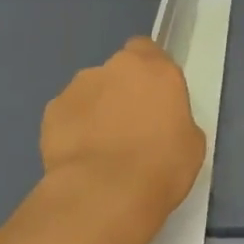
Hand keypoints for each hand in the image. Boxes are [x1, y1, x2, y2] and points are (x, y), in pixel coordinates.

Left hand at [40, 37, 205, 238]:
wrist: (105, 193)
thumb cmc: (161, 167)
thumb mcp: (191, 142)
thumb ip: (175, 118)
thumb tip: (162, 122)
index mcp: (155, 69)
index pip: (147, 50)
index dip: (148, 71)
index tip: (152, 96)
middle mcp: (115, 68)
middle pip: (117, 70)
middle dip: (121, 91)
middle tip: (128, 126)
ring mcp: (78, 86)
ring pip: (89, 91)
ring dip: (95, 109)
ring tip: (100, 147)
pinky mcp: (52, 110)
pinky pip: (67, 114)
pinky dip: (72, 128)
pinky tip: (79, 156)